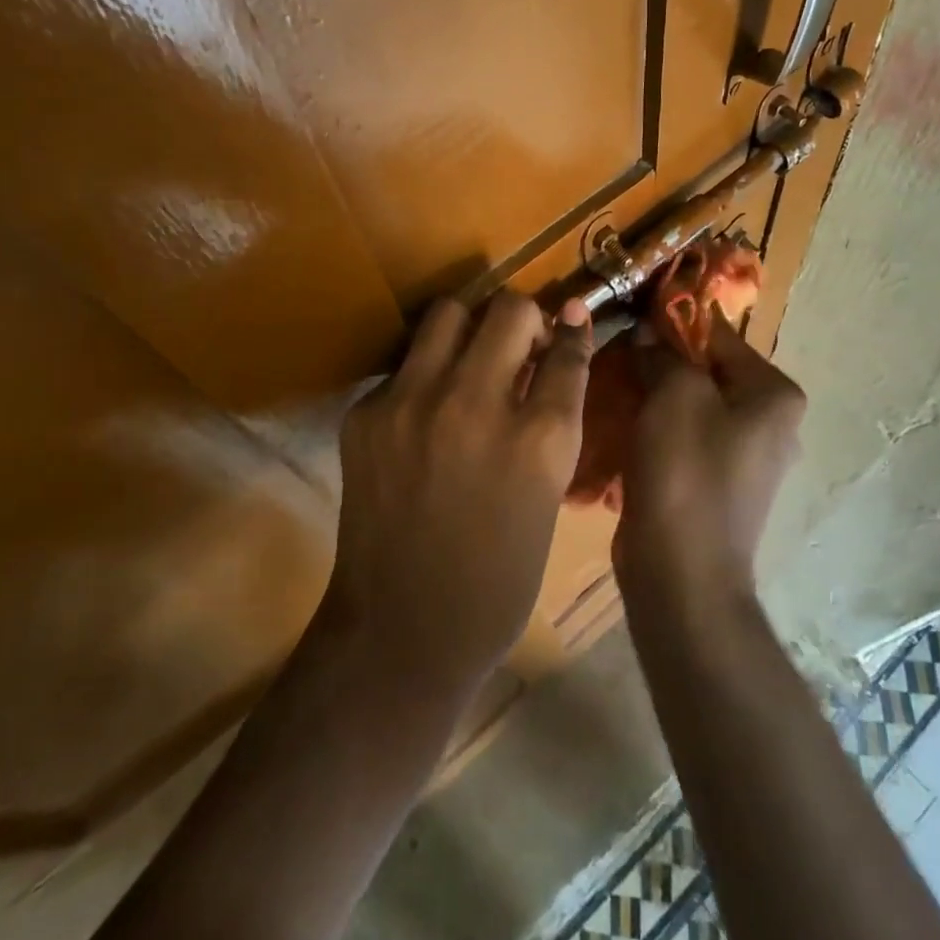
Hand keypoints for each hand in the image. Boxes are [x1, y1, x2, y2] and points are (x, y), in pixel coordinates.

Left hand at [324, 291, 592, 691]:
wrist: (402, 629)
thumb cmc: (498, 578)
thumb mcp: (547, 496)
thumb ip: (552, 421)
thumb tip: (555, 355)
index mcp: (539, 439)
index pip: (567, 349)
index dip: (573, 330)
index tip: (571, 320)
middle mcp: (476, 404)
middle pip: (510, 310)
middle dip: (524, 319)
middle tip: (519, 346)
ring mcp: (413, 403)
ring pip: (448, 312)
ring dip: (469, 327)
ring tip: (469, 361)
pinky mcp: (366, 413)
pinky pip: (404, 364)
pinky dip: (423, 375)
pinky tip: (424, 413)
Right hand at [613, 311, 805, 604]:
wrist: (682, 574)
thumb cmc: (686, 471)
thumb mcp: (674, 393)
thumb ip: (662, 352)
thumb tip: (648, 333)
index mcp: (773, 395)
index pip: (718, 333)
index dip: (671, 318)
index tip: (628, 310)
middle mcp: (767, 422)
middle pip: (703, 370)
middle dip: (656, 359)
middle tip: (613, 352)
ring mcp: (742, 457)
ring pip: (687, 404)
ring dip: (650, 393)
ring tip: (609, 385)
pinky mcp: (714, 484)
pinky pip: (681, 437)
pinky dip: (653, 427)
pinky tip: (619, 425)